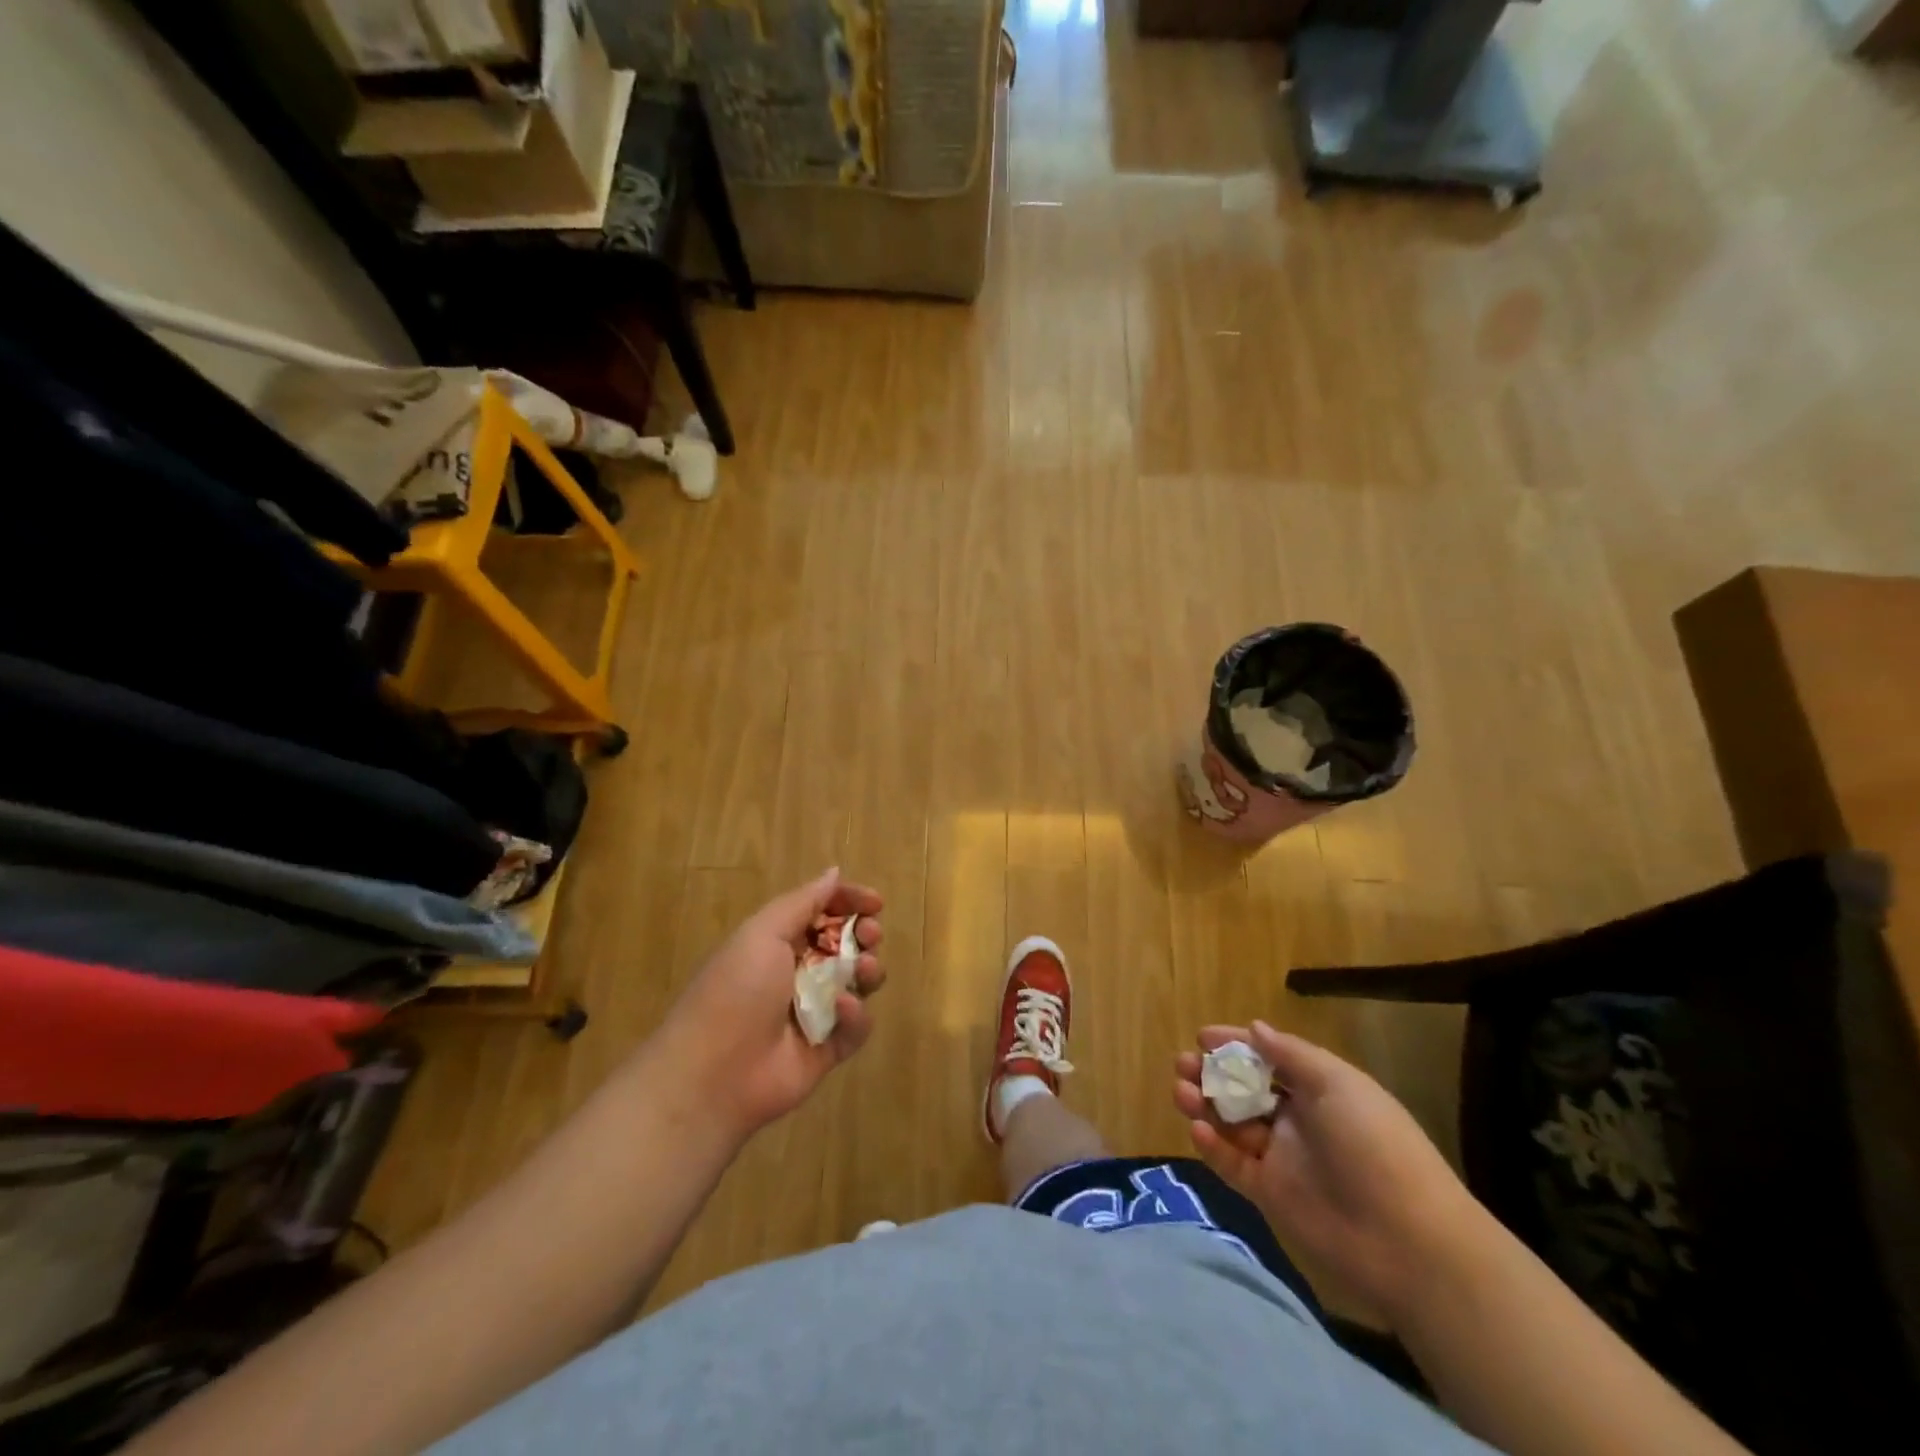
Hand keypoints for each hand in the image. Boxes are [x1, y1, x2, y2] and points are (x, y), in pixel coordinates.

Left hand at [656, 868, 884, 1143]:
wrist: (714, 1074)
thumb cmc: (736, 990)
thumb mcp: (762, 933)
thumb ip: (803, 902)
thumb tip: (834, 872)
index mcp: (778, 942)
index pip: (822, 912)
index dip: (849, 902)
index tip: (875, 902)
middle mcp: (798, 973)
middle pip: (846, 945)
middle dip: (865, 934)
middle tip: (871, 935)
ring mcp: (814, 1012)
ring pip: (858, 982)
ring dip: (868, 969)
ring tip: (863, 969)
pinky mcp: (827, 1049)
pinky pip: (856, 1026)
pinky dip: (856, 1015)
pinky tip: (842, 1009)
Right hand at [1173, 1021, 1487, 1326]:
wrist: (1408, 1241)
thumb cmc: (1374, 1145)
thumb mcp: (1338, 1084)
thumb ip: (1291, 1054)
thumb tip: (1255, 1028)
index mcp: (1319, 1090)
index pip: (1269, 1059)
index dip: (1236, 1044)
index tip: (1202, 1037)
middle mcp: (1298, 1119)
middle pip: (1244, 1089)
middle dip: (1211, 1073)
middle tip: (1182, 1064)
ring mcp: (1283, 1158)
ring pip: (1232, 1123)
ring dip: (1204, 1104)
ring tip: (1180, 1092)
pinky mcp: (1270, 1194)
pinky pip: (1233, 1164)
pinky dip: (1212, 1147)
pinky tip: (1196, 1130)